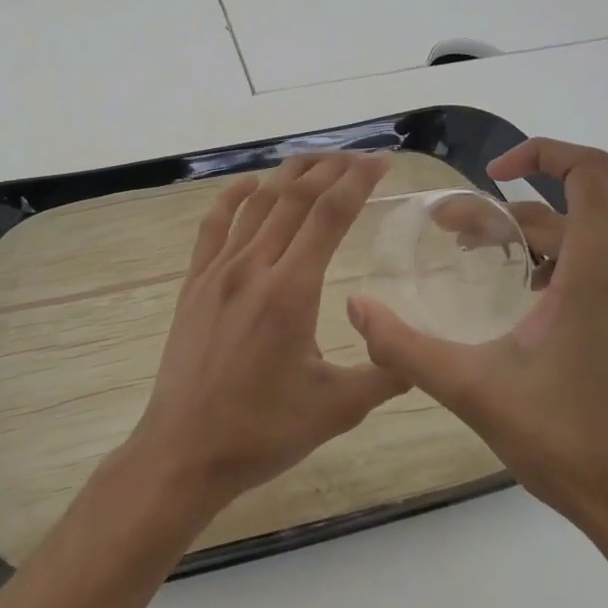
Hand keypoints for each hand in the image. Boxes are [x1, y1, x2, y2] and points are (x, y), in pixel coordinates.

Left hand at [126, 152, 406, 511]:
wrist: (185, 450)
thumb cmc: (262, 431)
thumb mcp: (337, 408)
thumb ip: (386, 373)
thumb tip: (422, 353)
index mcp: (292, 292)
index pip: (330, 215)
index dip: (358, 181)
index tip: (381, 162)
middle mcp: (254, 268)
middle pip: (294, 198)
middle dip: (330, 169)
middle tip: (358, 156)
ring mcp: (218, 272)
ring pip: (257, 204)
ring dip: (288, 176)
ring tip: (316, 161)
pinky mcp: (194, 284)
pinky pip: (213, 226)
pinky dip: (233, 197)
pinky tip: (250, 184)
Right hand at [347, 139, 607, 554]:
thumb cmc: (565, 441)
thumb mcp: (471, 389)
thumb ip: (405, 346)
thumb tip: (356, 308)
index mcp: (596, 270)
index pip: (588, 170)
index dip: (540, 152)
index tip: (491, 174)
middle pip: (561, 212)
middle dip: (499, 214)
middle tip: (446, 232)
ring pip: (576, 242)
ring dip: (522, 240)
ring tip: (472, 259)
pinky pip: (593, 271)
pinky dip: (548, 267)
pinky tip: (514, 303)